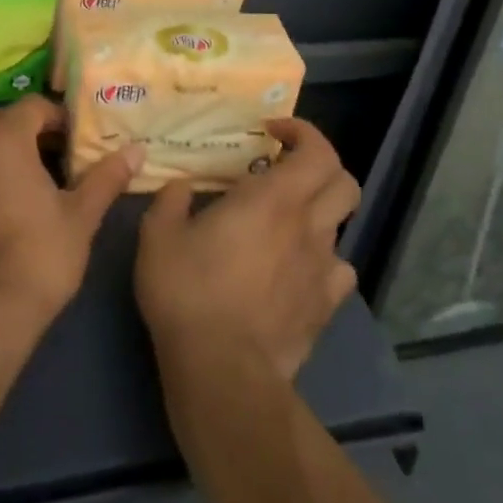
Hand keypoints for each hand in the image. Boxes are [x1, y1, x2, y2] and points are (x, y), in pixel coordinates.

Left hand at [0, 95, 140, 327]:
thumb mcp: (81, 216)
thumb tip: (135, 150)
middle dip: (20, 141)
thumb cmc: (40, 258)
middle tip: (43, 173)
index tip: (70, 147)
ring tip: (5, 203)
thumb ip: (106, 176)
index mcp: (1, 140)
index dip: (55, 121)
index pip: (31, 107)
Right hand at [135, 118, 360, 382]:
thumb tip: (181, 187)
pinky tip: (296, 269)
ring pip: (342, 226)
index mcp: (272, 199)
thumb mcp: (158, 235)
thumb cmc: (188, 291)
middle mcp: (307, 226)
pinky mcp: (325, 308)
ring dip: (319, 214)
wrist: (222, 370)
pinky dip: (322, 261)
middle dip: (320, 166)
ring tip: (285, 223)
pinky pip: (338, 271)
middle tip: (284, 169)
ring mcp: (322, 269)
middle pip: (344, 182)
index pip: (317, 150)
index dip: (303, 132)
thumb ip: (171, 200)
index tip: (271, 133)